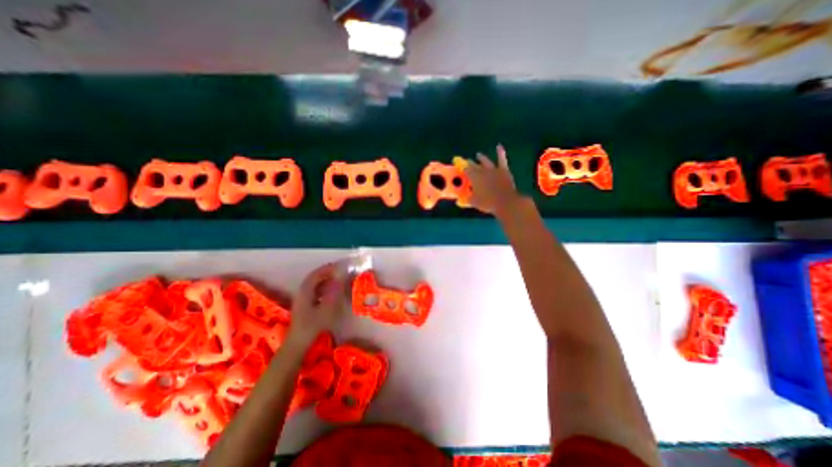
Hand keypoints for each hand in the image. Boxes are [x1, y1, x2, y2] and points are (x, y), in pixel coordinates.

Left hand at [289, 265, 344, 344]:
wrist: (298, 343)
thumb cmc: (312, 326)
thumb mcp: (326, 309)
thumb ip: (333, 293)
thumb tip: (339, 279)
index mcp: (305, 292)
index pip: (314, 276)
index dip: (325, 269)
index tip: (336, 266)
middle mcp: (302, 294)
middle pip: (313, 280)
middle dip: (325, 274)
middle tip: (337, 271)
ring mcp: (302, 301)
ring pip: (313, 286)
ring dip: (324, 281)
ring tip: (336, 280)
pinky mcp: (303, 307)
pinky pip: (313, 293)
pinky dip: (322, 289)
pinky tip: (329, 293)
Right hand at [465, 143, 521, 215]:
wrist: (505, 202)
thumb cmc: (487, 203)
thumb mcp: (474, 202)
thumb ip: (466, 199)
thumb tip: (459, 201)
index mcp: (474, 177)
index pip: (465, 170)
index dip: (462, 168)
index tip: (459, 166)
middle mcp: (482, 171)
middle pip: (474, 165)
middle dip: (469, 163)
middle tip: (467, 161)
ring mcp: (493, 169)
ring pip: (485, 161)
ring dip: (481, 158)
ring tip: (478, 154)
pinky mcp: (503, 170)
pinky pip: (501, 159)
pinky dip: (500, 152)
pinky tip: (499, 146)